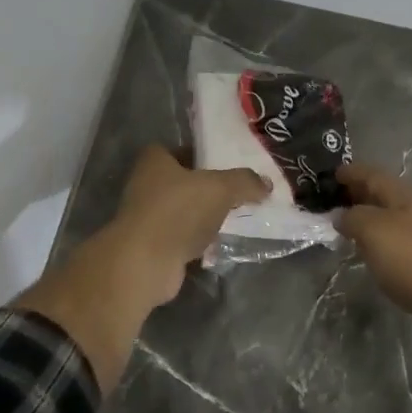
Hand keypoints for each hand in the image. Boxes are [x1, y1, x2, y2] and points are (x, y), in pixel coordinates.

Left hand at [107, 144, 270, 308]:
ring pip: (185, 211)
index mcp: (155, 161)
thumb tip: (266, 183)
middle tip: (239, 190)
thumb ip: (245, 182)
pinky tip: (222, 243)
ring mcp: (148, 218)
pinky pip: (184, 237)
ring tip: (237, 217)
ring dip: (206, 215)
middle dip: (209, 187)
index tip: (227, 163)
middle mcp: (146, 185)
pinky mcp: (154, 246)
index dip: (202, 153)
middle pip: (184, 181)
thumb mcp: (221, 188)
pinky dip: (200, 240)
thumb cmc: (178, 212)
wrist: (145, 263)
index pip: (180, 149)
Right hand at [336, 163, 411, 327]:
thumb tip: (342, 216)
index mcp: (404, 195)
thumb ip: (353, 218)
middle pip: (383, 195)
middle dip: (358, 194)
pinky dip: (381, 241)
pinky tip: (373, 254)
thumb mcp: (374, 231)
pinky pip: (399, 241)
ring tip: (347, 229)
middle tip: (332, 202)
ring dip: (369, 219)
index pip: (372, 174)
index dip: (351, 172)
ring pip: (391, 218)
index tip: (329, 175)